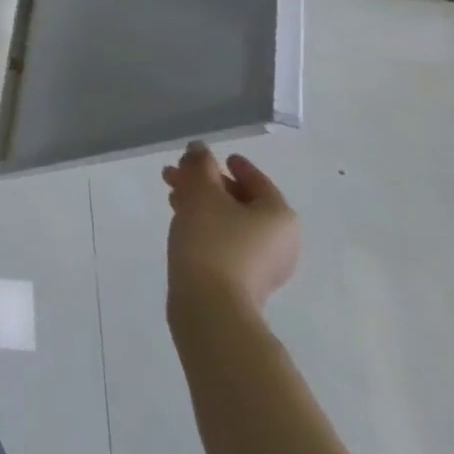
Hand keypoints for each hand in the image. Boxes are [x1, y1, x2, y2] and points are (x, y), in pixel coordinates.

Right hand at [163, 141, 298, 314]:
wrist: (210, 303)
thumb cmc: (212, 239)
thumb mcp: (202, 191)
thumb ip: (200, 165)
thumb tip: (200, 149)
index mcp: (279, 215)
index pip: (255, 179)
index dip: (230, 164)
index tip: (207, 157)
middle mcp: (281, 239)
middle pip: (241, 200)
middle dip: (206, 183)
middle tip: (176, 173)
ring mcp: (265, 263)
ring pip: (231, 221)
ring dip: (202, 203)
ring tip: (171, 195)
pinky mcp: (246, 280)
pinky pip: (227, 241)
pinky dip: (207, 226)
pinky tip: (182, 221)